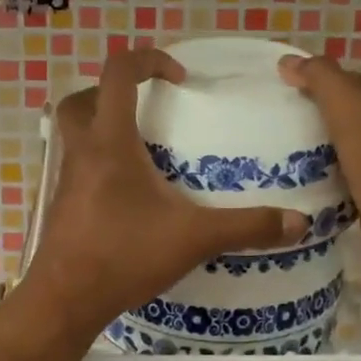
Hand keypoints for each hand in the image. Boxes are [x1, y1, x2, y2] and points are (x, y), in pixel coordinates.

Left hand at [26, 49, 309, 340]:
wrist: (64, 300)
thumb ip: (246, 227)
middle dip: (114, 92)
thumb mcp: (193, 238)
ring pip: (75, 133)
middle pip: (83, 99)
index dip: (148, 60)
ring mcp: (66, 179)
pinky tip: (129, 194)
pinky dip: (100, 163)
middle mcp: (82, 152)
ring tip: (143, 150)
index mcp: (110, 142)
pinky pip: (78, 165)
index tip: (179, 78)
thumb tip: (298, 222)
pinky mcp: (62, 204)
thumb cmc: (124, 256)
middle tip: (149, 109)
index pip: (118, 73)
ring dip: (103, 127)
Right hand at [277, 55, 360, 290]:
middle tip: (266, 121)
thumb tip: (289, 62)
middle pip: (343, 117)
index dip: (313, 78)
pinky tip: (294, 187)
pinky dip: (318, 179)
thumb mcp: (352, 111)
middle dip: (309, 114)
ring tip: (271, 154)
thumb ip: (324, 81)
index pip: (346, 83)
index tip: (274, 86)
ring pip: (339, 150)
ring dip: (311, 149)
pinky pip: (338, 182)